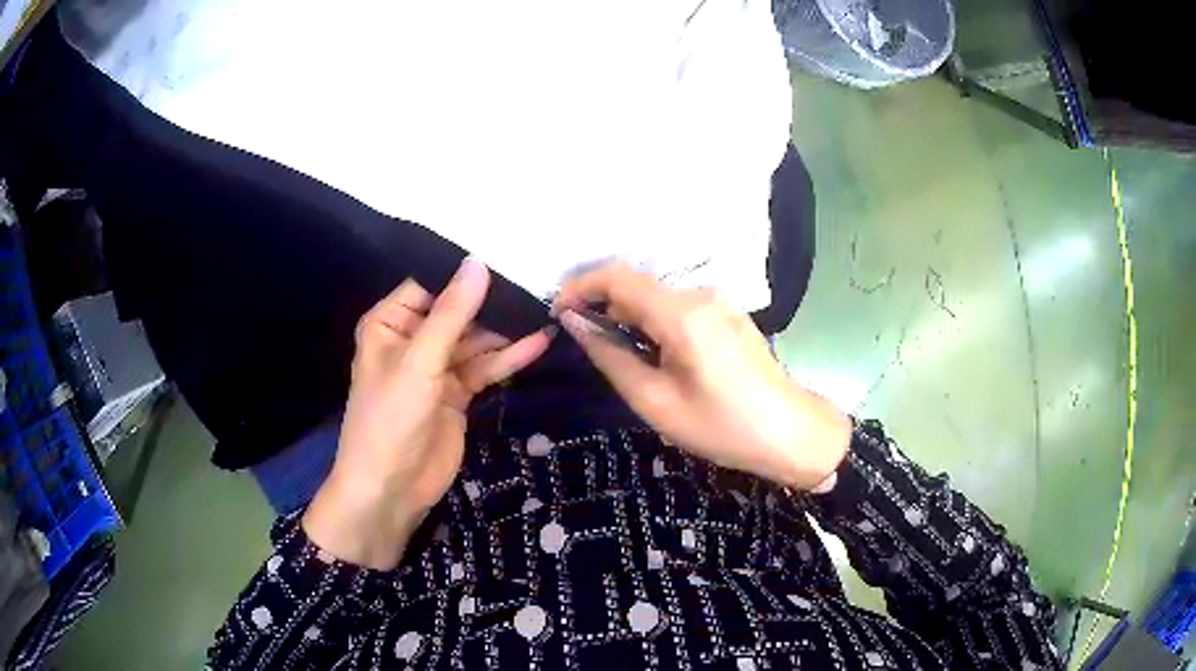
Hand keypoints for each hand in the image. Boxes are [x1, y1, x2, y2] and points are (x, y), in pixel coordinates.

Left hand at [303, 258, 551, 568]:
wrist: (391, 489)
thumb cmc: (390, 419)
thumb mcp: (419, 362)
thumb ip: (451, 313)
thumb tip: (478, 262)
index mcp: (390, 322)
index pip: (430, 284)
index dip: (465, 272)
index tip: (508, 253)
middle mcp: (412, 339)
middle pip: (457, 311)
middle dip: (492, 302)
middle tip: (536, 281)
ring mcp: (437, 368)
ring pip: (476, 340)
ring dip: (506, 331)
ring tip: (544, 309)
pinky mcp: (457, 393)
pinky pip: (485, 367)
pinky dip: (509, 358)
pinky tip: (538, 342)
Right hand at [554, 263, 850, 490]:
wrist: (792, 433)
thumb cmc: (723, 427)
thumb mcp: (656, 402)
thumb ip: (611, 357)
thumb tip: (575, 323)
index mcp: (682, 313)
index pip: (617, 276)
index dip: (580, 286)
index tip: (558, 312)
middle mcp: (701, 294)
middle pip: (637, 285)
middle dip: (604, 308)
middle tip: (588, 347)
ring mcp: (719, 300)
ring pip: (657, 297)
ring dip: (630, 318)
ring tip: (622, 359)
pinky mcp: (728, 312)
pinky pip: (678, 307)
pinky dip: (655, 323)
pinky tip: (656, 356)